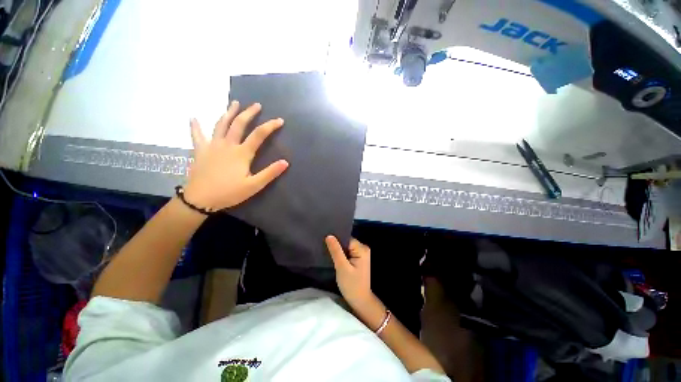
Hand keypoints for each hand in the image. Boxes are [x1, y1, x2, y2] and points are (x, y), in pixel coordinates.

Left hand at [185, 101, 288, 209]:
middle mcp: (227, 145)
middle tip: (256, 105)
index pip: (259, 135)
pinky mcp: (200, 151)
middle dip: (249, 113)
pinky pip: (197, 135)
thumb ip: (270, 173)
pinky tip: (193, 117)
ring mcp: (212, 146)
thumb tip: (285, 162)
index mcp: (242, 153)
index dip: (270, 126)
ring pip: (221, 125)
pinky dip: (195, 126)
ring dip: (228, 113)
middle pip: (239, 124)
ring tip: (234, 103)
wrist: (200, 199)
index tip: (280, 120)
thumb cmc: (229, 192)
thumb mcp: (254, 186)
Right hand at [325, 236, 373, 307]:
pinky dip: (341, 254)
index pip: (346, 238)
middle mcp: (363, 248)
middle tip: (324, 248)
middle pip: (346, 241)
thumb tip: (329, 235)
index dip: (336, 240)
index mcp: (362, 249)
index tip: (325, 241)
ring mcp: (361, 253)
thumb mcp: (342, 267)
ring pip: (346, 246)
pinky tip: (334, 257)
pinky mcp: (358, 258)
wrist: (360, 301)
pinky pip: (347, 251)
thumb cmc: (351, 285)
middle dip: (337, 244)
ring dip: (338, 249)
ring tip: (327, 252)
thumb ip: (336, 251)